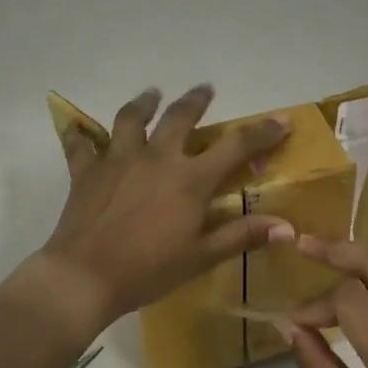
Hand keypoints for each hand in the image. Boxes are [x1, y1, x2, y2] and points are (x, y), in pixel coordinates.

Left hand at [31, 85, 291, 334]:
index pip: (235, 146)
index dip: (261, 132)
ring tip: (151, 95)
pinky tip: (80, 129)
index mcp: (189, 179)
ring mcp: (117, 160)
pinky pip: (81, 145)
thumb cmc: (149, 270)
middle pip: (179, 117)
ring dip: (144, 103)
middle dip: (196, 100)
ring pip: (131, 119)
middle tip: (205, 90)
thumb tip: (287, 227)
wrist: (85, 277)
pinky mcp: (86, 171)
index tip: (280, 121)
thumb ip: (242, 236)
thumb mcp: (201, 257)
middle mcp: (156, 158)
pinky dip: (81, 135)